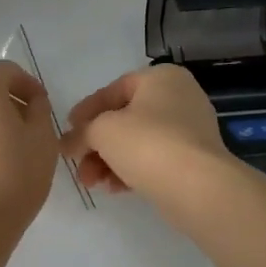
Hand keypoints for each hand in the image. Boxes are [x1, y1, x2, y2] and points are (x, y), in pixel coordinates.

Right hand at [62, 65, 229, 202]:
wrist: (198, 188)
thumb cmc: (147, 143)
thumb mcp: (102, 131)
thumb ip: (81, 133)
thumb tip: (67, 143)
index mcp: (161, 77)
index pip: (114, 89)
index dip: (86, 111)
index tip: (68, 130)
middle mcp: (180, 97)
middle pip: (125, 119)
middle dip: (96, 144)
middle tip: (77, 164)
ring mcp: (191, 130)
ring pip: (138, 142)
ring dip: (109, 161)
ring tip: (92, 183)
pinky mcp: (195, 160)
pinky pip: (155, 160)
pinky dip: (131, 171)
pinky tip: (114, 189)